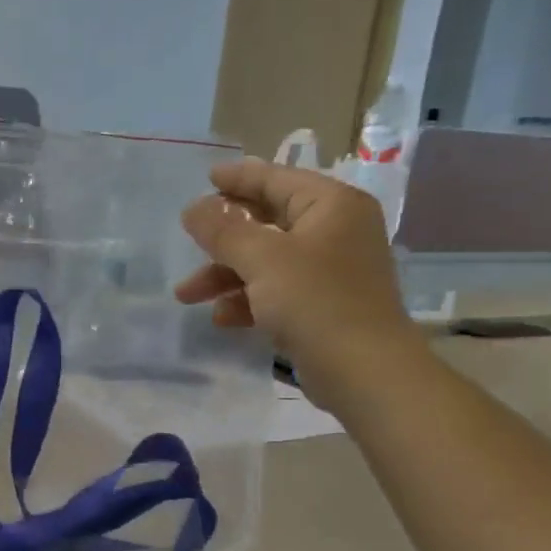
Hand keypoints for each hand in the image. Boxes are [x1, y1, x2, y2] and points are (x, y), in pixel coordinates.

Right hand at [176, 159, 421, 409]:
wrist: (364, 372)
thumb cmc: (315, 301)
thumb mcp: (261, 259)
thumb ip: (222, 230)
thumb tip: (192, 208)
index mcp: (331, 206)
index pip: (277, 179)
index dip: (239, 178)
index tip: (204, 178)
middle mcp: (335, 231)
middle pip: (267, 221)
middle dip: (222, 238)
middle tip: (188, 238)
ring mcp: (330, 270)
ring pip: (265, 260)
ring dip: (225, 274)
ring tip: (186, 294)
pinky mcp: (322, 304)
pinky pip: (275, 290)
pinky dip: (246, 299)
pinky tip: (221, 318)